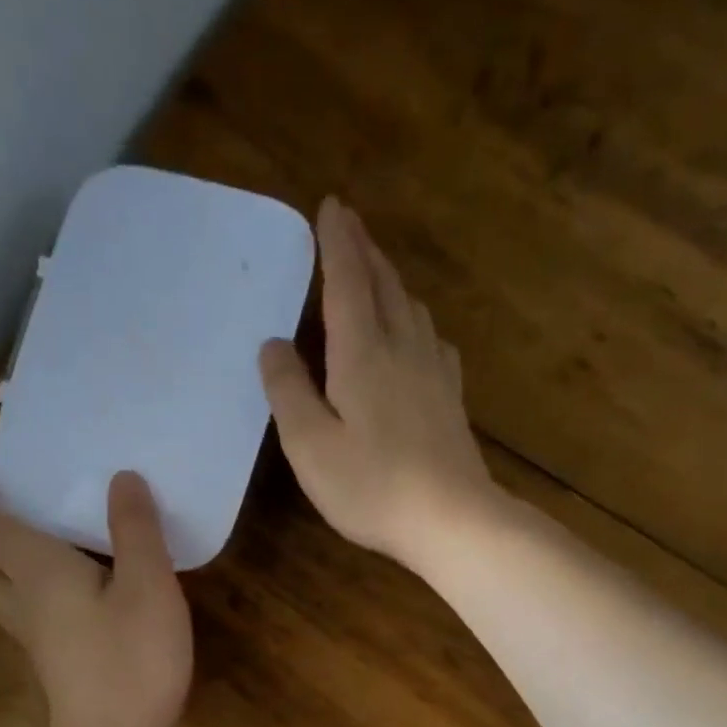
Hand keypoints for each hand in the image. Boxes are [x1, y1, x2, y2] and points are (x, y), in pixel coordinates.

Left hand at [0, 470, 191, 726]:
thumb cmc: (132, 660)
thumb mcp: (149, 586)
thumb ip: (136, 530)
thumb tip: (121, 478)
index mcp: (39, 573)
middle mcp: (24, 601)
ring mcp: (34, 637)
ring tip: (5, 544)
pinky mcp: (50, 662)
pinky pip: (14, 610)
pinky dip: (13, 587)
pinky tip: (45, 592)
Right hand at [260, 197, 499, 572]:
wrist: (453, 520)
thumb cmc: (372, 486)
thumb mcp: (310, 445)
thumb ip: (288, 391)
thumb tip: (274, 344)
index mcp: (363, 354)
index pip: (348, 282)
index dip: (338, 243)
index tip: (332, 206)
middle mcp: (403, 350)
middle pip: (384, 286)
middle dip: (365, 250)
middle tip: (350, 223)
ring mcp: (434, 374)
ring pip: (411, 309)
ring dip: (390, 281)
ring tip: (375, 271)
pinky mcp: (451, 399)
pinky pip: (432, 341)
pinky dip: (415, 321)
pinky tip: (417, 334)